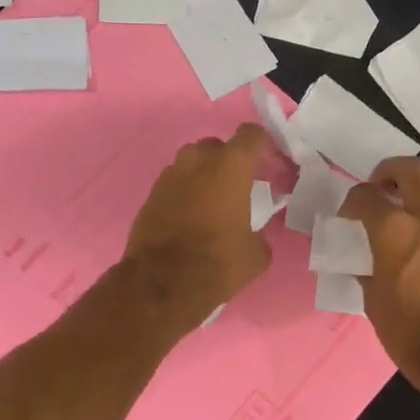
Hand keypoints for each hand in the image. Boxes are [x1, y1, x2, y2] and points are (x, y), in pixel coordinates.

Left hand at [122, 124, 275, 331]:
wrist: (160, 284)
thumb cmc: (217, 263)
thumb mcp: (257, 254)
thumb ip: (260, 232)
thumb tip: (252, 234)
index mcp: (230, 167)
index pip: (250, 135)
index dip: (262, 144)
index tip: (269, 163)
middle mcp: (197, 161)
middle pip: (218, 146)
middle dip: (230, 161)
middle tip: (240, 186)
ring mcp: (169, 176)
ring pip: (192, 163)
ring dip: (204, 175)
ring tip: (214, 202)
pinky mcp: (151, 194)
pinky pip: (175, 184)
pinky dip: (185, 193)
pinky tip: (192, 217)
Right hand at [340, 157, 419, 400]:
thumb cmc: (406, 332)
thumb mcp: (372, 300)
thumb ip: (367, 271)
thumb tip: (365, 264)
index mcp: (392, 229)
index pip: (364, 196)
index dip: (352, 202)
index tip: (349, 217)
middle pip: (411, 170)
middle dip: (391, 171)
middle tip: (383, 187)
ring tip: (419, 205)